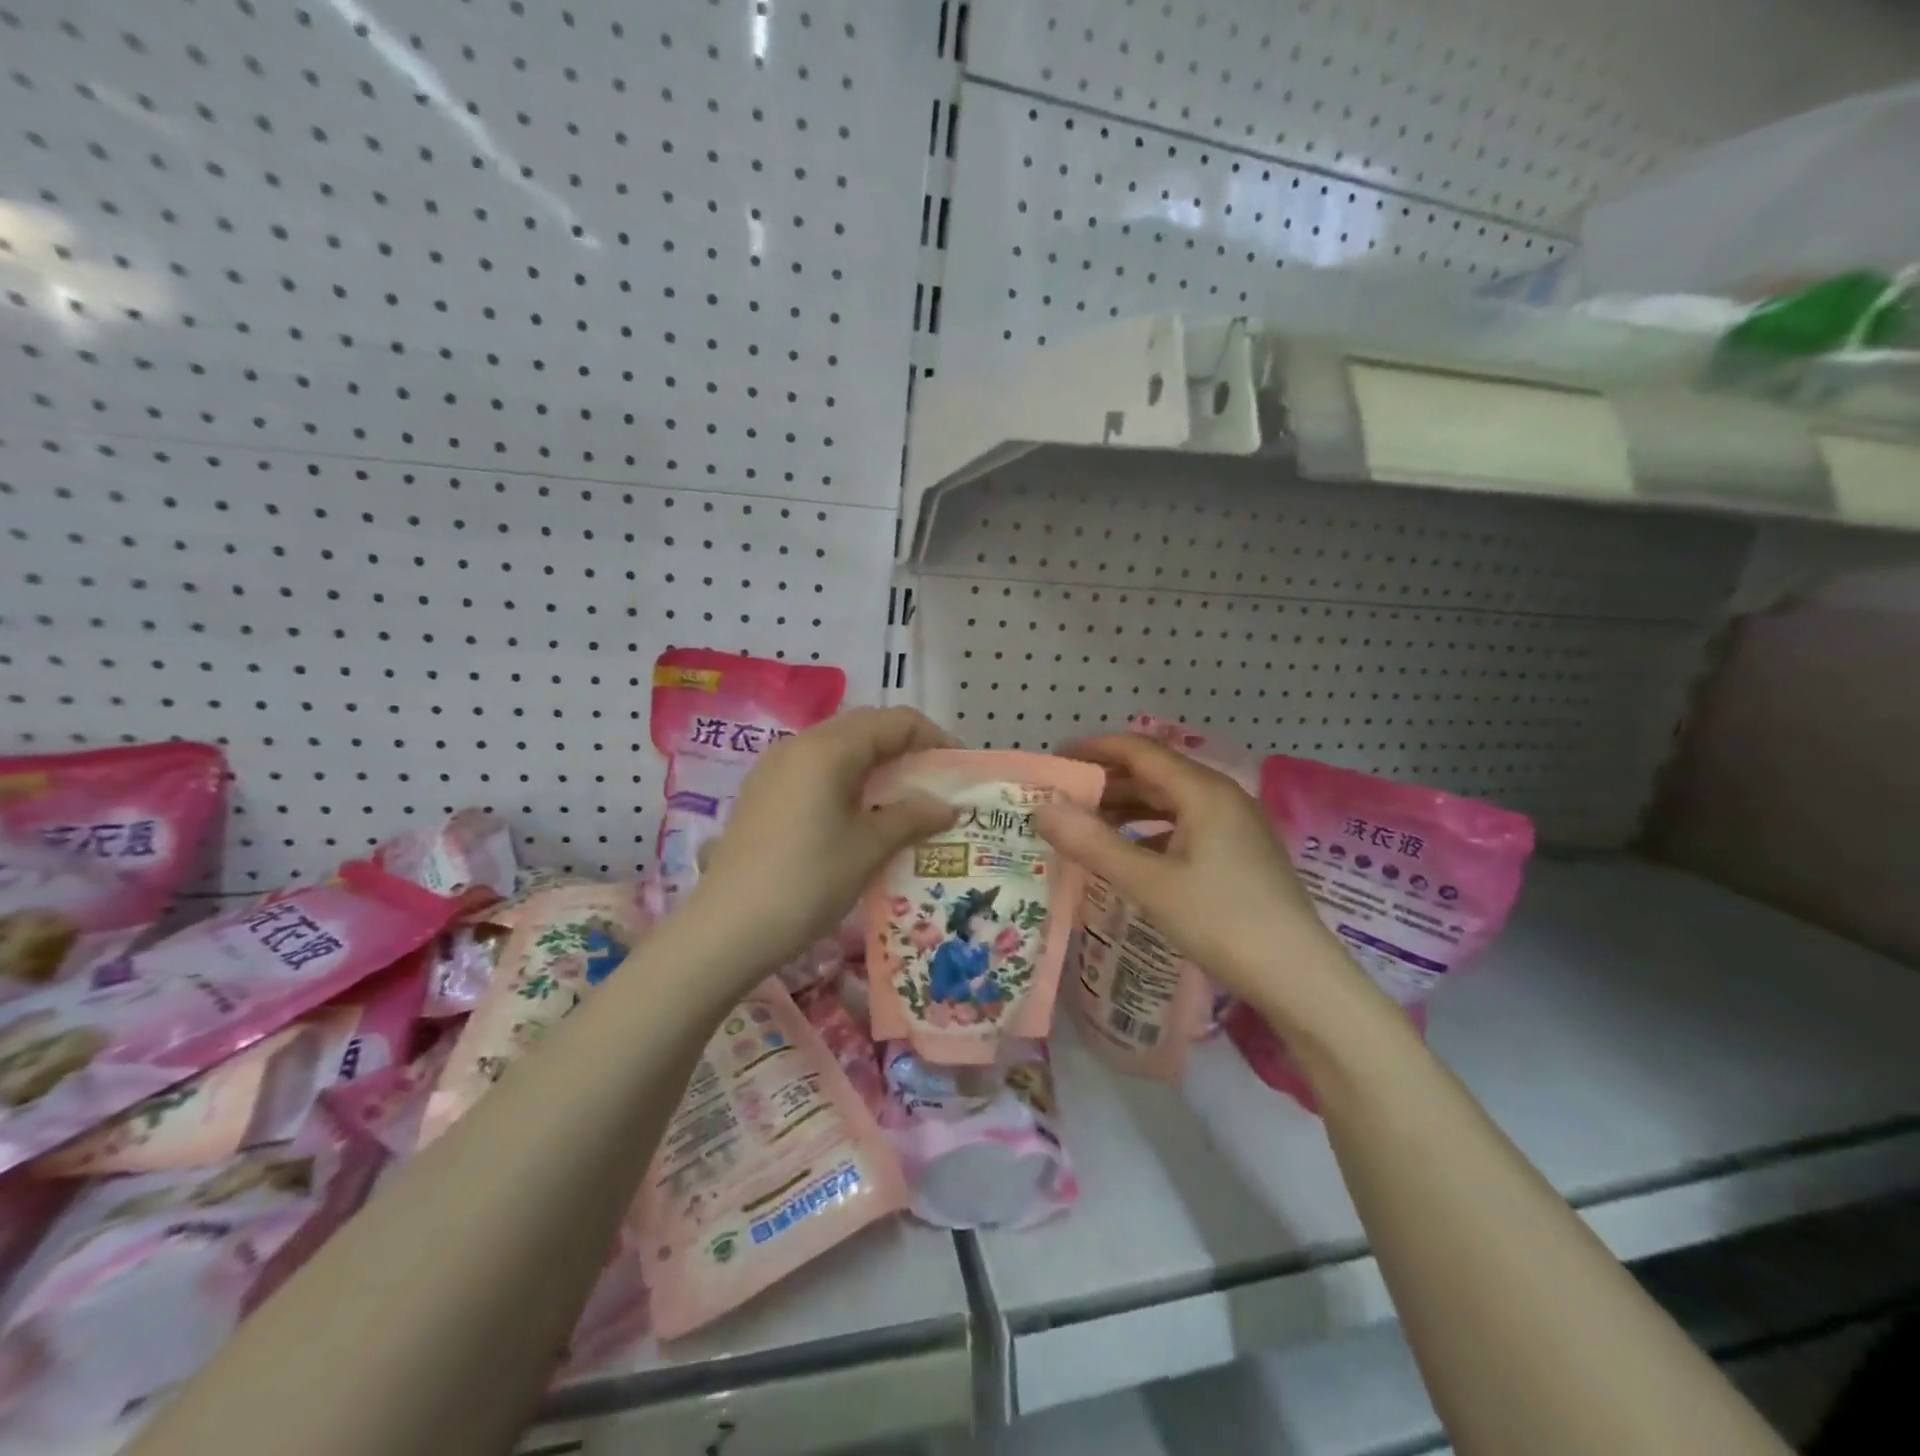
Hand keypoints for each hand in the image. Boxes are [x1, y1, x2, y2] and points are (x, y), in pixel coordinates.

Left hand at [691, 707, 958, 967]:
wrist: (727, 928)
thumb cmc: (807, 881)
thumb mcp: (868, 848)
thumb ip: (912, 817)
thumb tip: (948, 805)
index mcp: (828, 748)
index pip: (894, 721)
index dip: (933, 738)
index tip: (958, 769)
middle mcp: (799, 744)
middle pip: (865, 727)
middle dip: (905, 748)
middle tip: (933, 784)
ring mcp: (775, 767)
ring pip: (838, 748)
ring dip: (875, 764)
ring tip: (901, 801)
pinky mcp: (762, 792)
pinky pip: (815, 769)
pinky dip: (847, 779)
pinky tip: (858, 815)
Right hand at [1034, 735, 1362, 1021]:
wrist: (1300, 978)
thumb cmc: (1222, 922)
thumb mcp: (1149, 883)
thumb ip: (1093, 843)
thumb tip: (1043, 810)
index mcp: (1203, 791)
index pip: (1139, 751)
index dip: (1094, 749)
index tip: (1055, 760)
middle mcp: (1222, 797)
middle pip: (1155, 773)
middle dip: (1107, 781)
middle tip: (1063, 799)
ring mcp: (1236, 825)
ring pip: (1171, 802)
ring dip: (1128, 807)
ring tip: (1087, 825)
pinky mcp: (1241, 852)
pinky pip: (1186, 826)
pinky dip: (1151, 831)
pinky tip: (1131, 854)